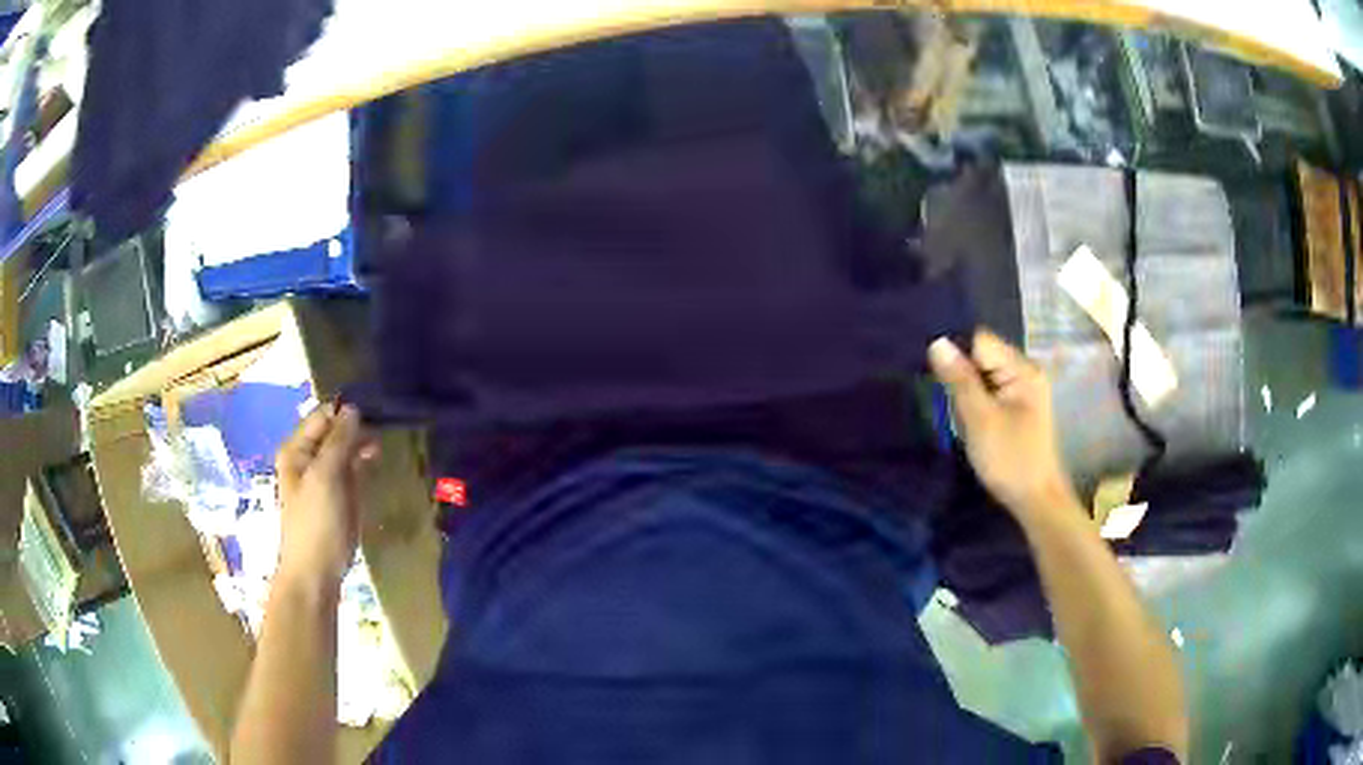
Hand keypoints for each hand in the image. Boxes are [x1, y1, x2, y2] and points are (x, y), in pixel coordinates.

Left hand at [274, 404, 378, 590]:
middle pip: (334, 432)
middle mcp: (308, 459)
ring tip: (379, 451)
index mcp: (297, 450)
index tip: (375, 415)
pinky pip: (351, 471)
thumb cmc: (316, 523)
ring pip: (345, 451)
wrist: (316, 574)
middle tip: (381, 436)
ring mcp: (324, 479)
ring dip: (361, 447)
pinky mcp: (338, 497)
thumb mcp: (325, 477)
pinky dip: (362, 465)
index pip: (323, 416)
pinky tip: (375, 465)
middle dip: (356, 430)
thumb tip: (353, 409)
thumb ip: (339, 441)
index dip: (346, 414)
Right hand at [928, 330, 1075, 519]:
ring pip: (983, 377)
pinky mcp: (1018, 408)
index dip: (959, 358)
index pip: (980, 342)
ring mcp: (1023, 391)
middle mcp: (1025, 372)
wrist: (1036, 501)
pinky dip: (977, 406)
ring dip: (967, 394)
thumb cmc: (1010, 460)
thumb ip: (959, 380)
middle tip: (953, 408)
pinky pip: (989, 393)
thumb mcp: (980, 419)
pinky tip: (972, 426)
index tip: (944, 385)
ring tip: (962, 420)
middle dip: (962, 378)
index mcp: (1022, 369)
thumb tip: (937, 342)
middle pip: (981, 357)